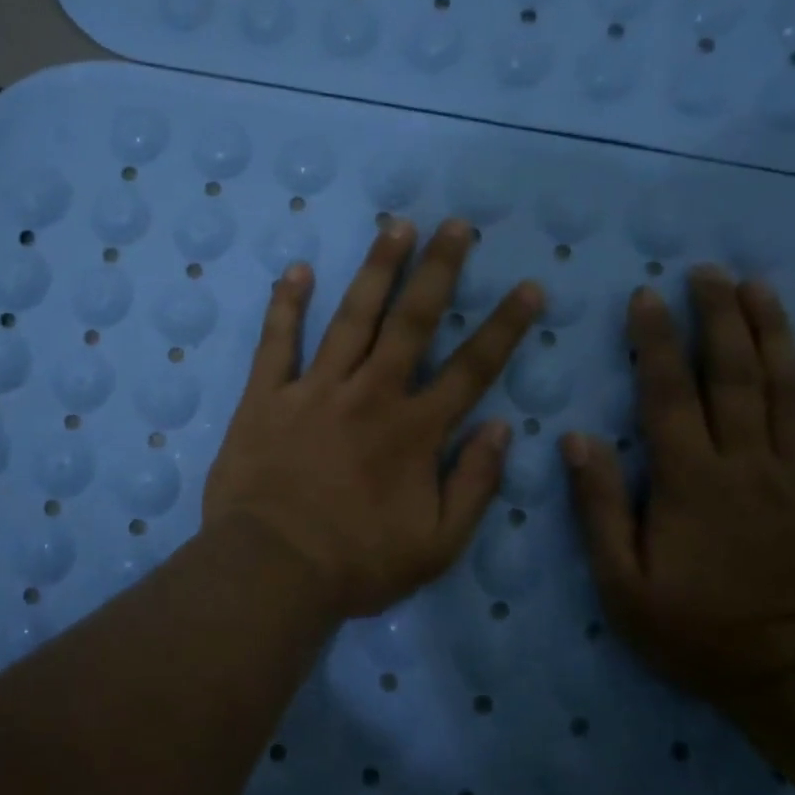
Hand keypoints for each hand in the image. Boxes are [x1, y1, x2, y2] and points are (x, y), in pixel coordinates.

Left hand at [203, 219, 541, 619]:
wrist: (271, 569)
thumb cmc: (357, 564)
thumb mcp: (437, 545)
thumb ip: (474, 485)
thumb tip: (503, 429)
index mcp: (414, 431)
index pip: (472, 369)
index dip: (504, 328)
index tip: (528, 288)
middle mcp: (370, 394)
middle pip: (412, 322)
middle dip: (438, 270)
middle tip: (455, 225)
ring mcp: (315, 389)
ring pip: (352, 317)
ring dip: (376, 269)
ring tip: (395, 225)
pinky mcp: (267, 396)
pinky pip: (277, 342)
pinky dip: (285, 305)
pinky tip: (297, 270)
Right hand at [561, 266, 794, 706]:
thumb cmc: (698, 632)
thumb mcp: (622, 582)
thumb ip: (599, 507)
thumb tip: (576, 438)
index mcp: (689, 481)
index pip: (668, 395)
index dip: (656, 342)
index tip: (647, 296)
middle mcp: (746, 465)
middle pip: (733, 377)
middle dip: (718, 319)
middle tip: (708, 271)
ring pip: (788, 393)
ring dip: (774, 336)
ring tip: (760, 289)